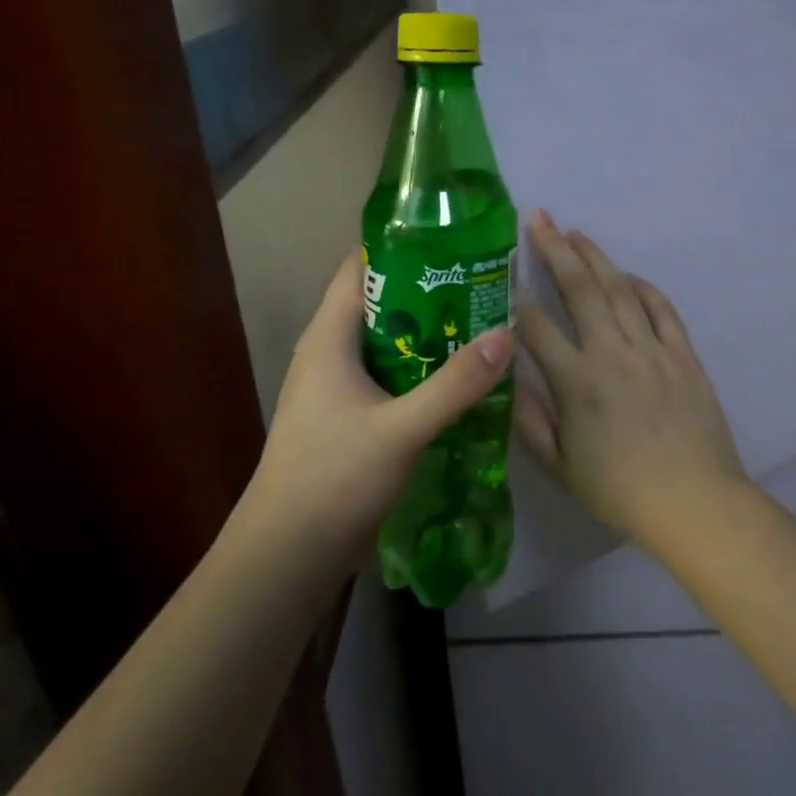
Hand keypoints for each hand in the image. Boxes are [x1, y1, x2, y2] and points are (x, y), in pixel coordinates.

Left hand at [246, 251, 511, 551]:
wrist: (288, 554)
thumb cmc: (334, 477)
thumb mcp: (402, 428)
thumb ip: (455, 384)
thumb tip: (506, 334)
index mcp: (329, 337)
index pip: (361, 268)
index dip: (403, 247)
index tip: (454, 241)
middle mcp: (330, 352)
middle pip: (382, 303)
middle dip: (430, 291)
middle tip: (483, 284)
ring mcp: (338, 387)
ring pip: (389, 342)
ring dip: (430, 333)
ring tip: (482, 324)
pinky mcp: (349, 416)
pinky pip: (390, 377)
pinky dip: (422, 369)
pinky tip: (460, 378)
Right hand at [515, 211, 747, 547]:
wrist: (694, 501)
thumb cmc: (619, 491)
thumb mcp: (560, 466)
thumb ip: (530, 421)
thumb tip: (509, 380)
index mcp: (576, 382)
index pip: (536, 327)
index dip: (515, 299)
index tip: (503, 276)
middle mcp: (612, 353)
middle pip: (580, 289)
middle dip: (555, 250)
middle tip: (539, 220)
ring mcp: (652, 349)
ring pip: (620, 290)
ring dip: (597, 258)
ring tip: (576, 234)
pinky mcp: (683, 355)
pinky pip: (662, 309)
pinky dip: (643, 288)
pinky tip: (628, 276)